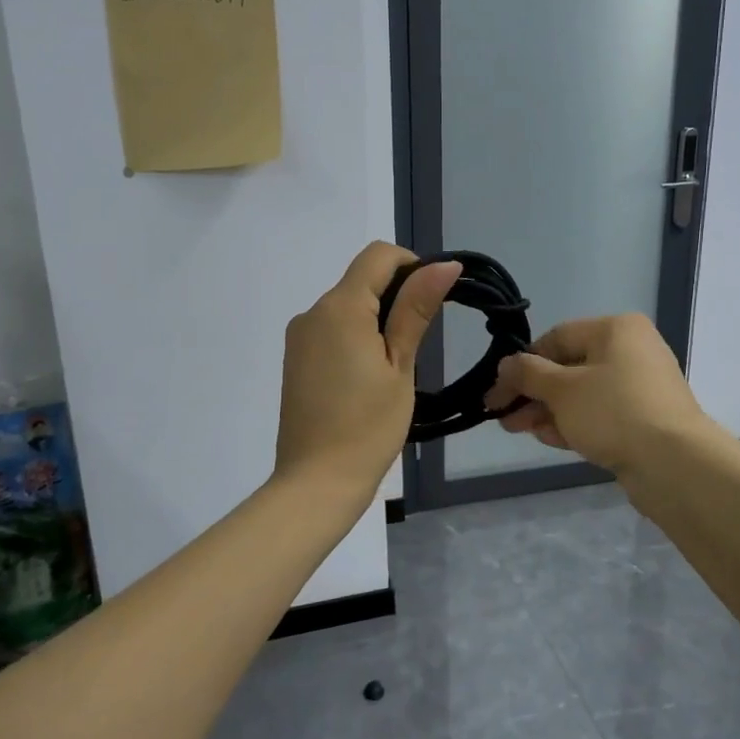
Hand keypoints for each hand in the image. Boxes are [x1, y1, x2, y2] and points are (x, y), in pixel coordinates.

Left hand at [274, 243, 460, 503]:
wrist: (316, 482)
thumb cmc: (368, 426)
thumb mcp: (400, 366)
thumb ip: (416, 309)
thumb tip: (444, 264)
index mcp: (340, 307)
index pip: (378, 256)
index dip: (413, 265)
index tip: (433, 301)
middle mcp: (312, 312)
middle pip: (362, 279)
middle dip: (396, 296)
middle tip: (420, 343)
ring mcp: (300, 337)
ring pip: (348, 305)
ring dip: (377, 319)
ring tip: (396, 367)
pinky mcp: (296, 359)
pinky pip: (332, 329)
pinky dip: (357, 336)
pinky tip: (369, 377)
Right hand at [487, 313, 714, 476]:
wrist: (674, 464)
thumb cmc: (614, 411)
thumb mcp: (562, 389)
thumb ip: (528, 374)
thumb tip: (506, 365)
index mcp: (616, 330)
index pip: (557, 338)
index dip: (522, 363)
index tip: (498, 390)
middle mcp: (631, 351)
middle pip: (568, 368)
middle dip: (532, 393)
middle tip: (502, 416)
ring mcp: (640, 388)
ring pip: (582, 395)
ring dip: (548, 411)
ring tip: (517, 430)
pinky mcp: (643, 420)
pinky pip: (600, 415)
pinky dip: (573, 424)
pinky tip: (548, 439)